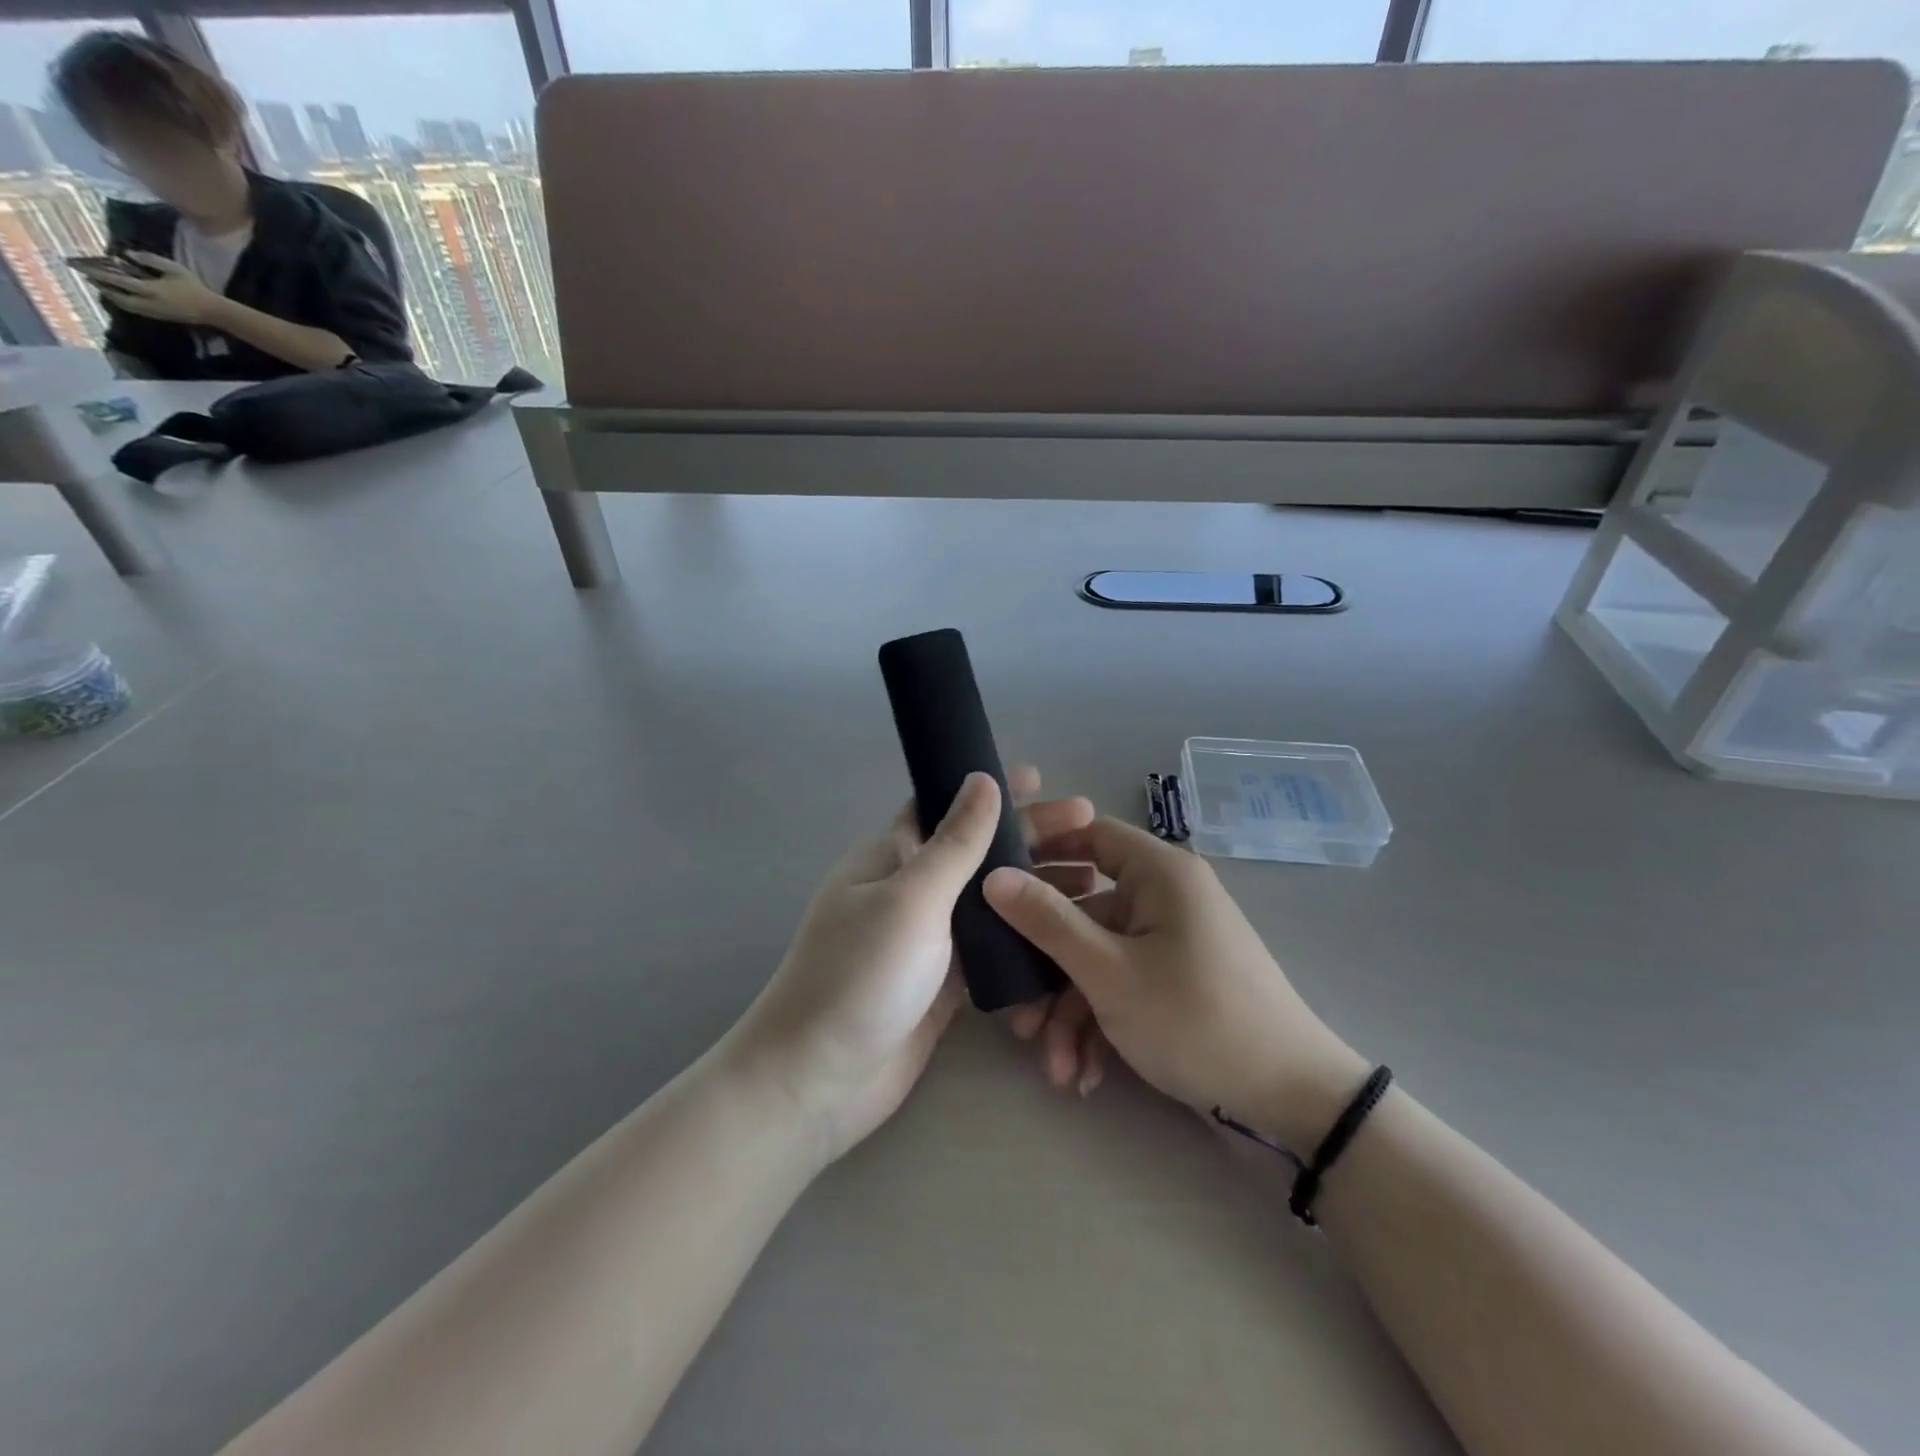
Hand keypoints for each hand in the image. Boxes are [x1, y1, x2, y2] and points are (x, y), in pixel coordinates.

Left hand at [89, 251, 225, 324]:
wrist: (215, 311)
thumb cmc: (196, 288)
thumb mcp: (174, 268)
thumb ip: (150, 260)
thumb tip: (127, 254)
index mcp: (151, 289)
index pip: (117, 281)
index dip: (98, 274)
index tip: (81, 267)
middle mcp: (149, 303)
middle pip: (119, 298)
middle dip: (103, 288)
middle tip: (90, 279)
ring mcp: (156, 312)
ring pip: (127, 306)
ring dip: (113, 297)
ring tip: (103, 288)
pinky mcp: (162, 316)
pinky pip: (137, 310)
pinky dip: (125, 303)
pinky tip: (123, 298)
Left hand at [726, 768, 1094, 1166]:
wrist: (821, 1081)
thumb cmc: (859, 975)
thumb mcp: (911, 898)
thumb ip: (954, 843)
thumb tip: (982, 779)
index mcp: (893, 856)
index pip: (946, 806)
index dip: (989, 789)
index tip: (1043, 778)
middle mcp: (913, 890)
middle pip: (981, 852)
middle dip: (1033, 838)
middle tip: (1093, 828)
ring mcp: (931, 938)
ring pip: (994, 901)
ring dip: (1039, 889)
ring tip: (1095, 883)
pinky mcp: (947, 982)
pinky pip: (995, 950)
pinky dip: (1028, 940)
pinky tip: (1070, 937)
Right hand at [984, 818, 1369, 1151]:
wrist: (1291, 1101)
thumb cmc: (1195, 1018)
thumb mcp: (1109, 972)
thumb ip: (1047, 921)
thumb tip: (993, 876)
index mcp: (1159, 873)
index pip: (1090, 834)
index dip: (1041, 853)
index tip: (996, 885)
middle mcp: (1165, 898)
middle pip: (1084, 913)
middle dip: (1048, 971)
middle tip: (1018, 1016)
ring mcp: (1171, 942)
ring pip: (1099, 960)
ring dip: (1071, 1014)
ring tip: (1057, 1070)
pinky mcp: (1176, 981)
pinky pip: (1124, 986)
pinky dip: (1101, 1025)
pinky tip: (1085, 1075)